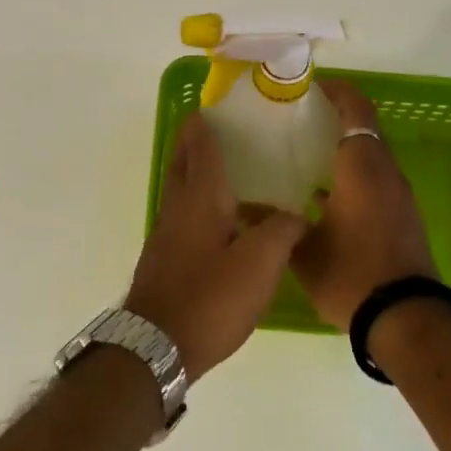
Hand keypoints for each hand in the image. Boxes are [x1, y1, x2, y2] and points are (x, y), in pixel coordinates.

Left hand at [125, 113, 307, 381]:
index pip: (200, 146)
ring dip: (196, 171)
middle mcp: (178, 207)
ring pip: (180, 188)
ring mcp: (167, 233)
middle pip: (183, 162)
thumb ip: (282, 231)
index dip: (206, 122)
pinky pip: (183, 214)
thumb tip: (294, 214)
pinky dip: (199, 201)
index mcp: (200, 198)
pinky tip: (223, 219)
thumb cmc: (210, 298)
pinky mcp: (166, 257)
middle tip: (221, 129)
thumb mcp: (260, 263)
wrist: (157, 346)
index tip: (215, 104)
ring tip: (229, 169)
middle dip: (196, 141)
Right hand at [290, 79, 438, 329]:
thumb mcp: (304, 250)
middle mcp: (385, 173)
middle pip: (363, 131)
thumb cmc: (352, 274)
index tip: (310, 88)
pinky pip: (374, 182)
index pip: (356, 110)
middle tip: (294, 124)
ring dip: (341, 152)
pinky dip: (350, 178)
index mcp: (362, 168)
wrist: (404, 318)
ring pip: (369, 158)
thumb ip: (275, 223)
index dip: (336, 92)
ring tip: (301, 158)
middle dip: (332, 121)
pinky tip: (319, 197)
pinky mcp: (401, 217)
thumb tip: (245, 208)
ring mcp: (398, 196)